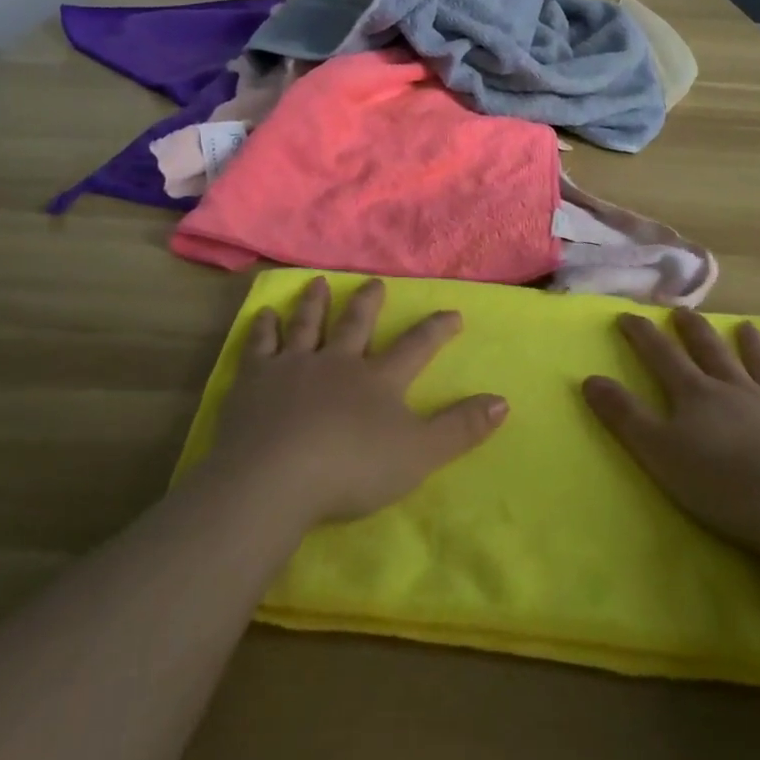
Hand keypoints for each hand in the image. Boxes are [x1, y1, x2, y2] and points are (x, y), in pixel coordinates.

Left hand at [202, 277, 507, 530]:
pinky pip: (261, 344)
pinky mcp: (255, 379)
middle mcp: (338, 361)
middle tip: (375, 282)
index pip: (415, 347)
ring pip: (308, 324)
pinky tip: (265, 315)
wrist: (275, 477)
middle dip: (369, 302)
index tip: (453, 312)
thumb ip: (460, 428)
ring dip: (316, 303)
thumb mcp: (419, 454)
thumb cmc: (351, 468)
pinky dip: (265, 327)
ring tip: (320, 283)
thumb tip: (504, 400)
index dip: (436, 330)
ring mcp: (294, 365)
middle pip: (356, 324)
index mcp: (378, 380)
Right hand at [583, 309, 759, 583]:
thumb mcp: (659, 453)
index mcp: (697, 395)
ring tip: (746, 326)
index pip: (663, 355)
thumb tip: (589, 378)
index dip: (643, 334)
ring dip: (753, 345)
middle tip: (684, 311)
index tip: (628, 315)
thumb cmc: (723, 486)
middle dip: (694, 330)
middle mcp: (738, 389)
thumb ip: (624, 416)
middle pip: (712, 351)